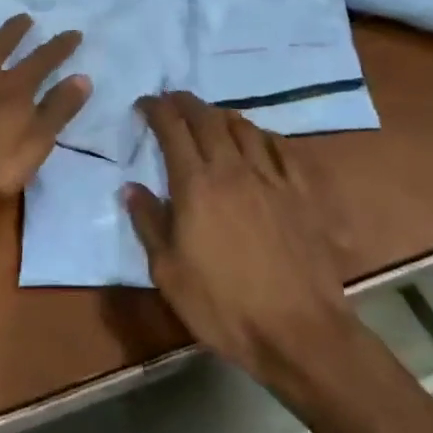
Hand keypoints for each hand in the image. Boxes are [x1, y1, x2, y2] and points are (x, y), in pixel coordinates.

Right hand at [123, 92, 354, 385]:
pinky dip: (264, 136)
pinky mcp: (301, 194)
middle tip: (172, 100)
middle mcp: (232, 169)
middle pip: (207, 119)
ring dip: (222, 115)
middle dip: (186, 103)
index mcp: (195, 185)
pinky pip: (282, 150)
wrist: (298, 332)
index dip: (156, 109)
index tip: (145, 103)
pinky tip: (259, 140)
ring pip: (245, 128)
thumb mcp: (168, 272)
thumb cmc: (222, 306)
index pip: (172, 130)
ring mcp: (271, 179)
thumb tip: (132, 188)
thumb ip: (148, 223)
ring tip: (211, 117)